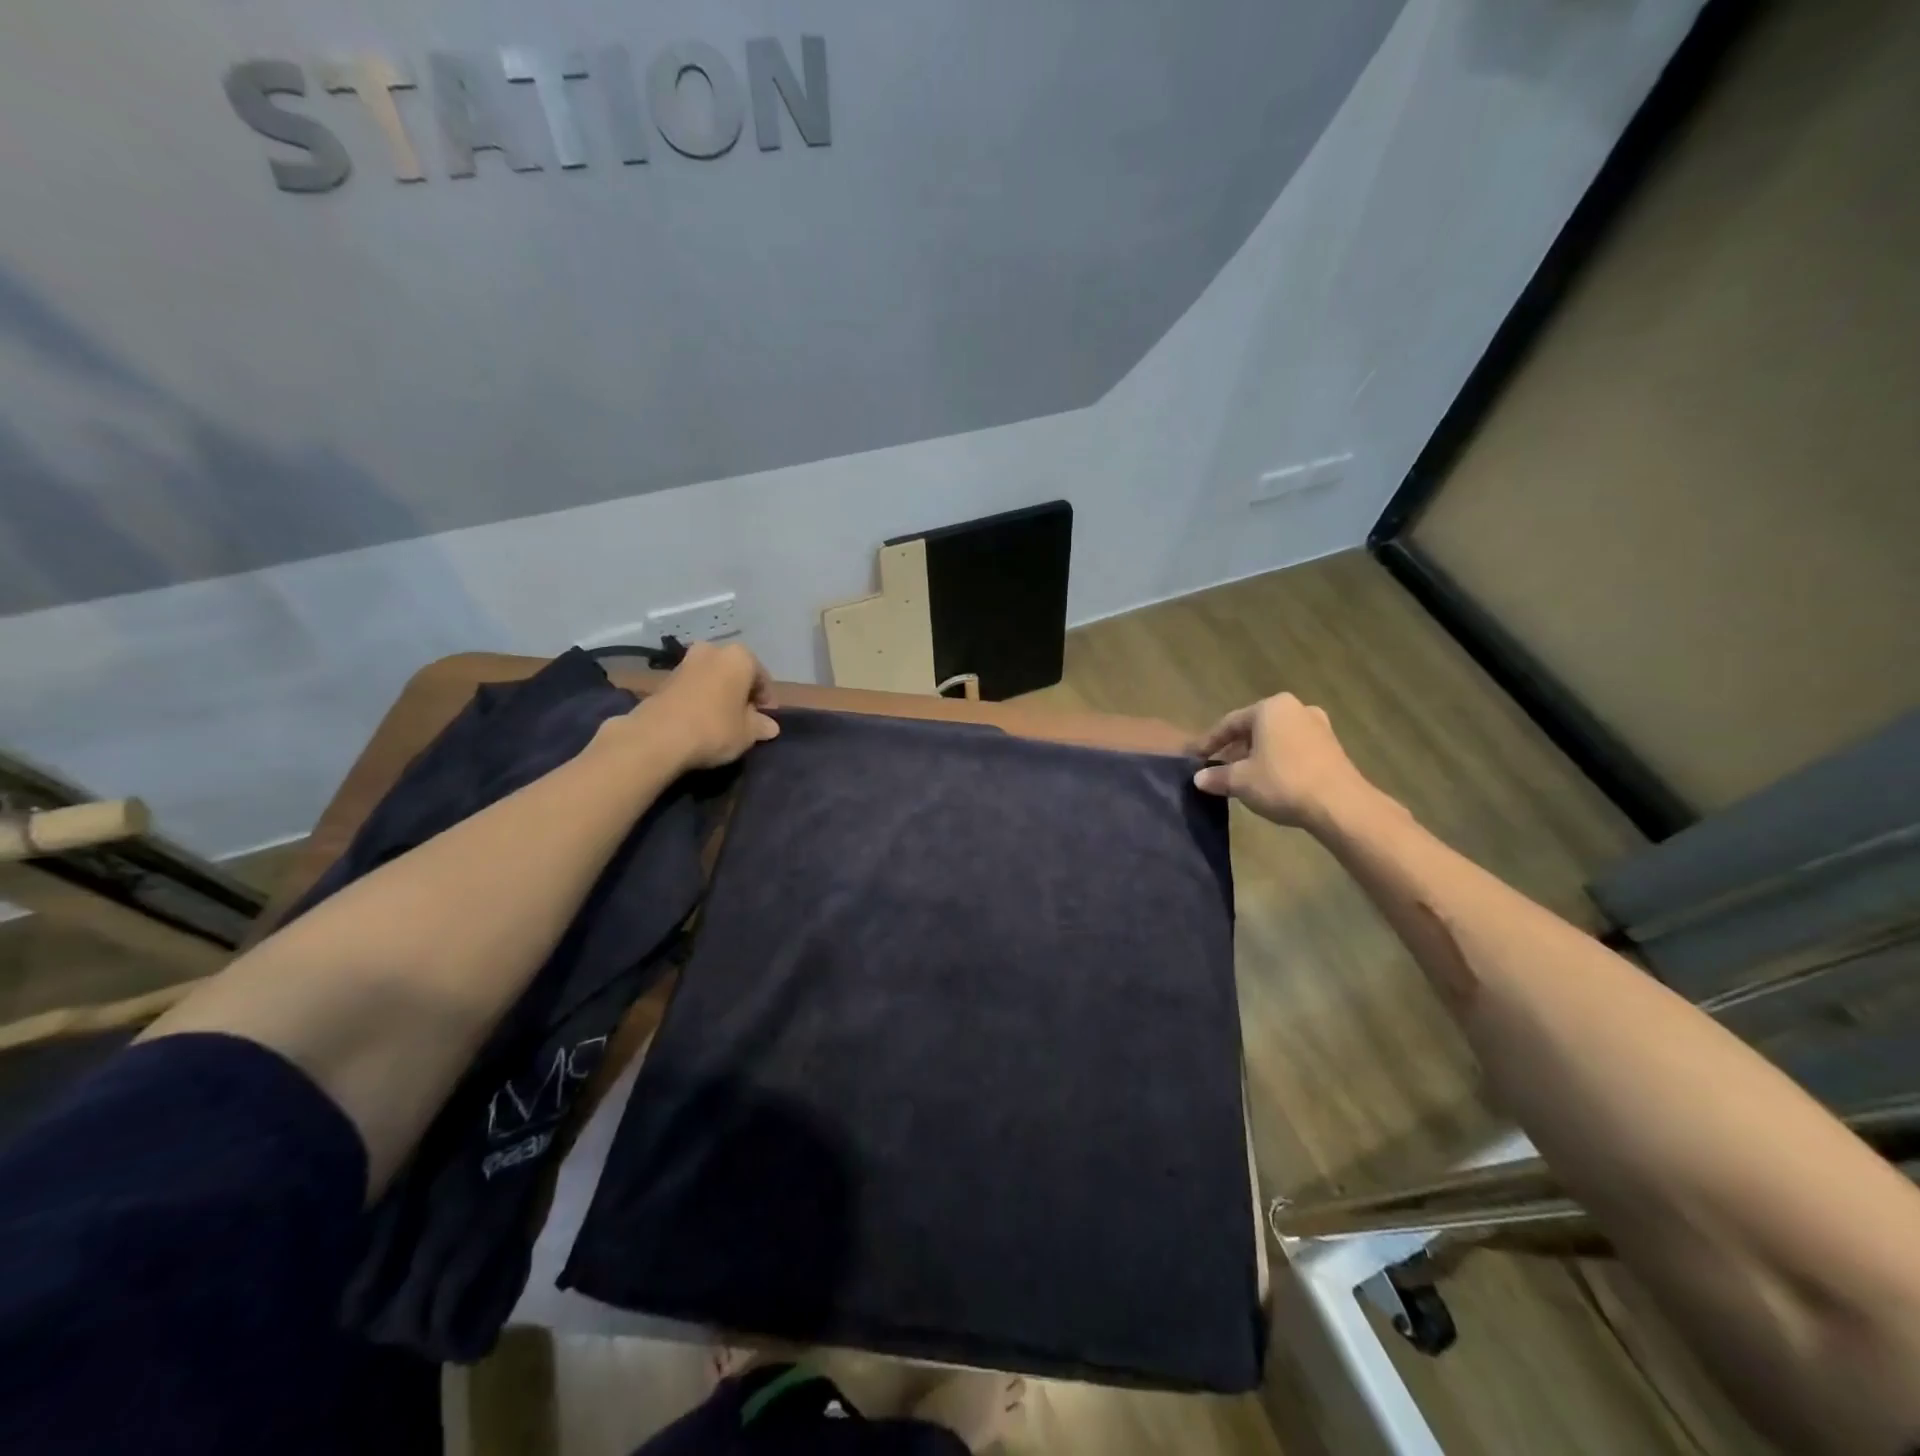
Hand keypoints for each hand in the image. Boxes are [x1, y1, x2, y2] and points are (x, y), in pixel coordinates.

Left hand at [631, 642, 779, 770]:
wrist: (659, 736)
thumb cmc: (715, 728)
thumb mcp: (747, 733)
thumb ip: (761, 726)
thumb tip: (770, 727)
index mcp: (740, 657)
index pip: (761, 677)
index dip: (766, 700)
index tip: (765, 719)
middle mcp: (713, 650)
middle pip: (735, 673)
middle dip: (741, 693)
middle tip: (744, 718)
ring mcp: (686, 662)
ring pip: (713, 678)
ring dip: (720, 695)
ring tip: (722, 721)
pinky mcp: (665, 678)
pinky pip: (693, 687)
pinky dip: (700, 699)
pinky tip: (701, 720)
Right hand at [1189, 693, 1372, 828]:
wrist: (1341, 805)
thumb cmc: (1283, 782)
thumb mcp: (1241, 781)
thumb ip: (1217, 776)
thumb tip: (1199, 778)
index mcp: (1270, 708)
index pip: (1229, 723)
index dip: (1208, 742)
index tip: (1194, 757)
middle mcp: (1295, 709)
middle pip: (1254, 729)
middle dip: (1234, 749)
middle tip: (1217, 768)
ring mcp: (1318, 727)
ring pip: (1275, 739)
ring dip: (1255, 756)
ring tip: (1241, 777)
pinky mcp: (1332, 747)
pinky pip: (1293, 749)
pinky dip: (1277, 761)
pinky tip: (1269, 780)